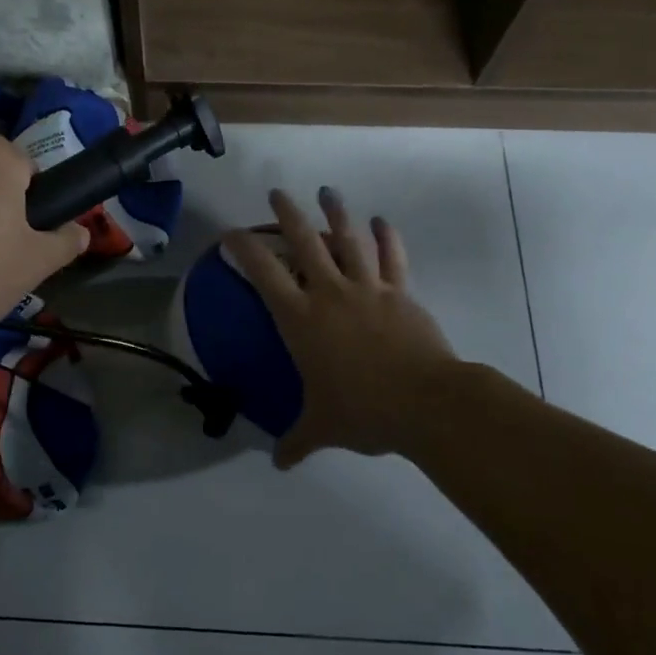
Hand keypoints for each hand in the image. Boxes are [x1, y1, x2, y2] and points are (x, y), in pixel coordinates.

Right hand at [225, 187, 456, 468]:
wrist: (426, 403)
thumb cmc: (363, 410)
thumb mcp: (322, 426)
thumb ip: (297, 441)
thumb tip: (279, 464)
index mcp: (301, 320)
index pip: (263, 273)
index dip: (243, 248)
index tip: (229, 233)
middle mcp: (330, 294)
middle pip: (304, 242)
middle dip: (287, 215)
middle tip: (277, 193)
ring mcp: (368, 289)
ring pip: (348, 240)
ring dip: (336, 213)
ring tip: (327, 191)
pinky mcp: (401, 294)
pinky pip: (392, 258)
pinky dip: (387, 237)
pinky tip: (382, 220)